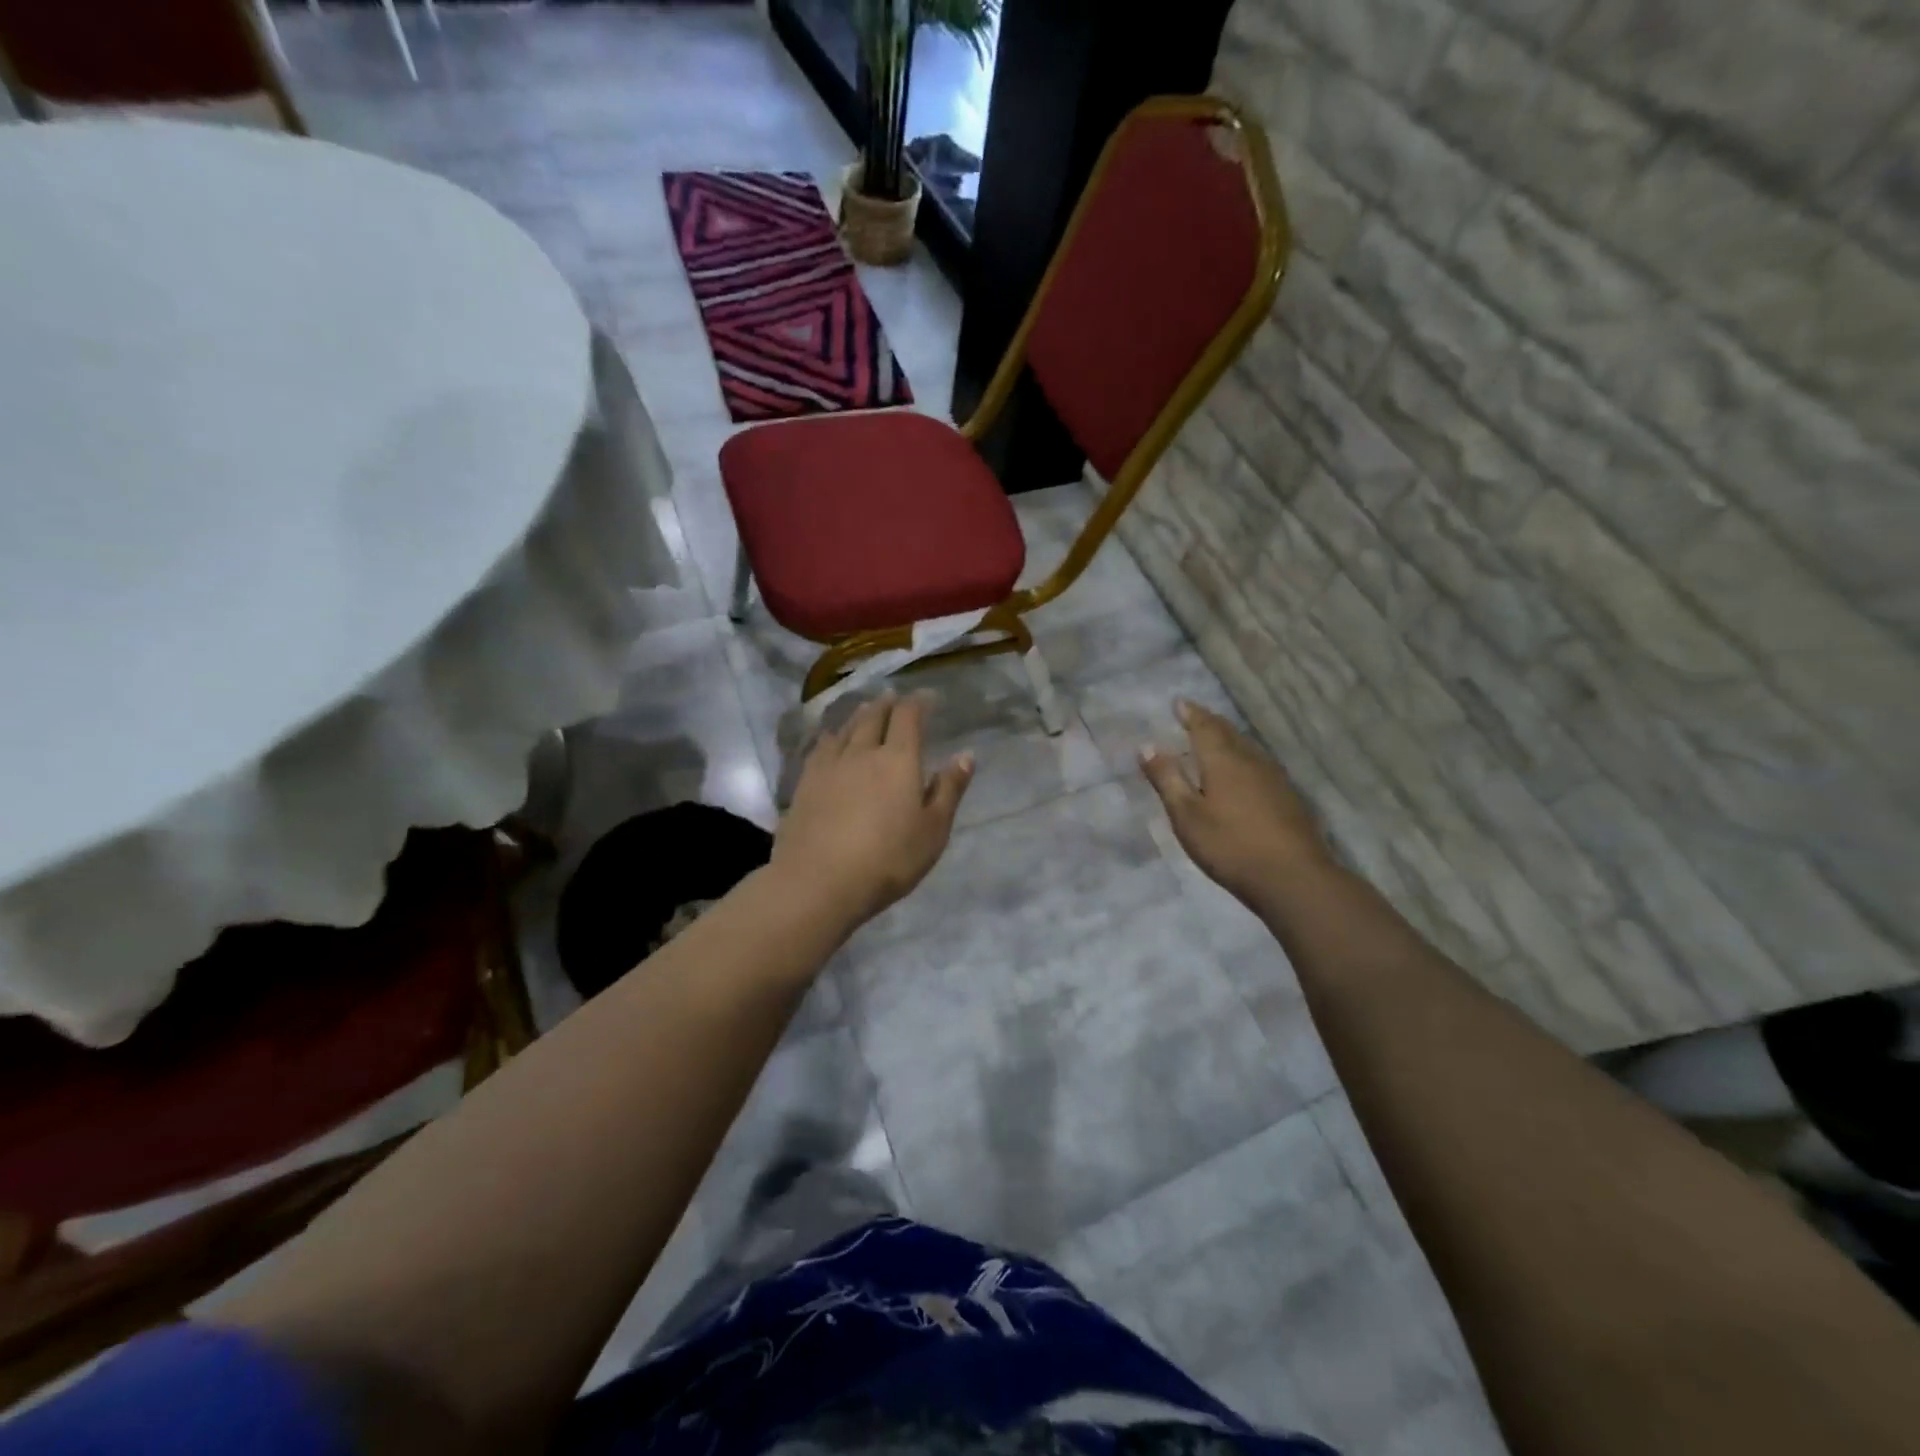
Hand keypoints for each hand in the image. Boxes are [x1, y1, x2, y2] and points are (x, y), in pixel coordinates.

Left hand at [770, 692, 972, 928]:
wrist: (818, 882)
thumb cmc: (887, 860)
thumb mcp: (932, 831)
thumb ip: (949, 790)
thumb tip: (966, 755)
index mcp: (898, 760)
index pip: (908, 717)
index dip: (918, 703)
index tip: (927, 697)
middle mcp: (862, 752)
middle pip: (874, 717)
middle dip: (887, 704)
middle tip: (894, 697)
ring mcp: (829, 766)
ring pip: (845, 728)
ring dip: (859, 715)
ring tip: (866, 709)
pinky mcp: (805, 783)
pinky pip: (820, 747)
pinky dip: (831, 736)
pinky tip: (830, 739)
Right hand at [1139, 699, 1333, 911]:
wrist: (1294, 878)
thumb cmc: (1230, 846)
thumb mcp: (1187, 816)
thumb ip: (1167, 779)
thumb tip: (1147, 745)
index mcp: (1224, 760)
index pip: (1204, 727)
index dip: (1191, 714)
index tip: (1179, 702)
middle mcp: (1251, 761)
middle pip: (1229, 733)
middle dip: (1210, 722)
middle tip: (1195, 716)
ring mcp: (1275, 779)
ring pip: (1247, 748)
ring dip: (1229, 739)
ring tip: (1215, 739)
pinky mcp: (1289, 798)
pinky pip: (1260, 765)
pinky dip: (1243, 759)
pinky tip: (1244, 772)